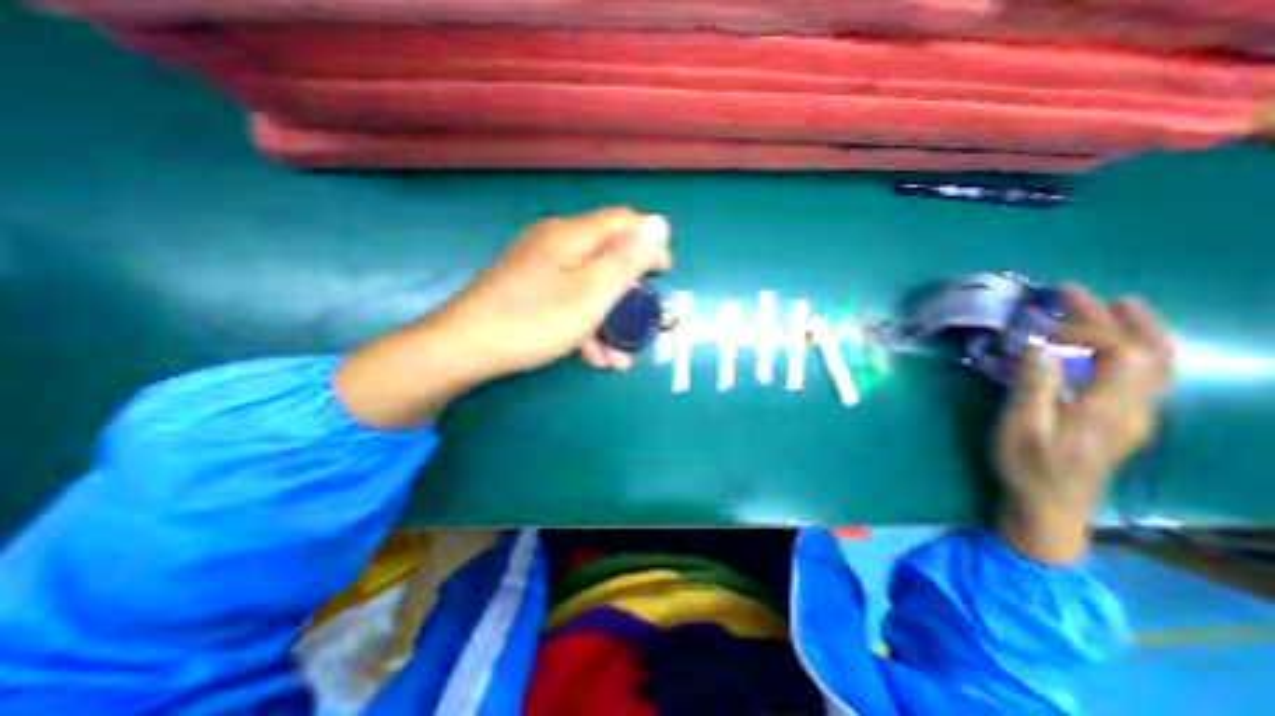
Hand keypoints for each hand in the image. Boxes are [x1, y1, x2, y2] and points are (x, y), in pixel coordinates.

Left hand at [437, 204, 677, 377]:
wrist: (464, 348)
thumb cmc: (535, 321)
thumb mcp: (591, 293)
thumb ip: (627, 259)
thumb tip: (659, 222)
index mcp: (572, 235)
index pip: (624, 222)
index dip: (649, 244)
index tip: (662, 275)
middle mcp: (555, 242)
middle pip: (606, 256)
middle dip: (628, 292)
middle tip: (639, 323)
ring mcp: (538, 266)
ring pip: (588, 284)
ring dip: (608, 318)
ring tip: (617, 357)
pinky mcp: (527, 288)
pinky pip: (567, 298)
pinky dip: (584, 322)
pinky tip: (591, 354)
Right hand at [996, 286, 1174, 565]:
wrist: (1051, 505)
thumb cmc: (1029, 465)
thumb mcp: (1021, 427)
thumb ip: (1033, 386)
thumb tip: (1039, 348)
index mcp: (1109, 408)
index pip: (1120, 352)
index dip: (1086, 329)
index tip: (1042, 326)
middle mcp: (1135, 407)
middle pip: (1148, 352)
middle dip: (1117, 317)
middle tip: (1079, 293)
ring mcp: (1135, 415)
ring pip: (1158, 364)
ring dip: (1138, 329)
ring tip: (1114, 306)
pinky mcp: (1124, 421)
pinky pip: (1146, 375)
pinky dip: (1135, 349)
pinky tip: (1112, 345)